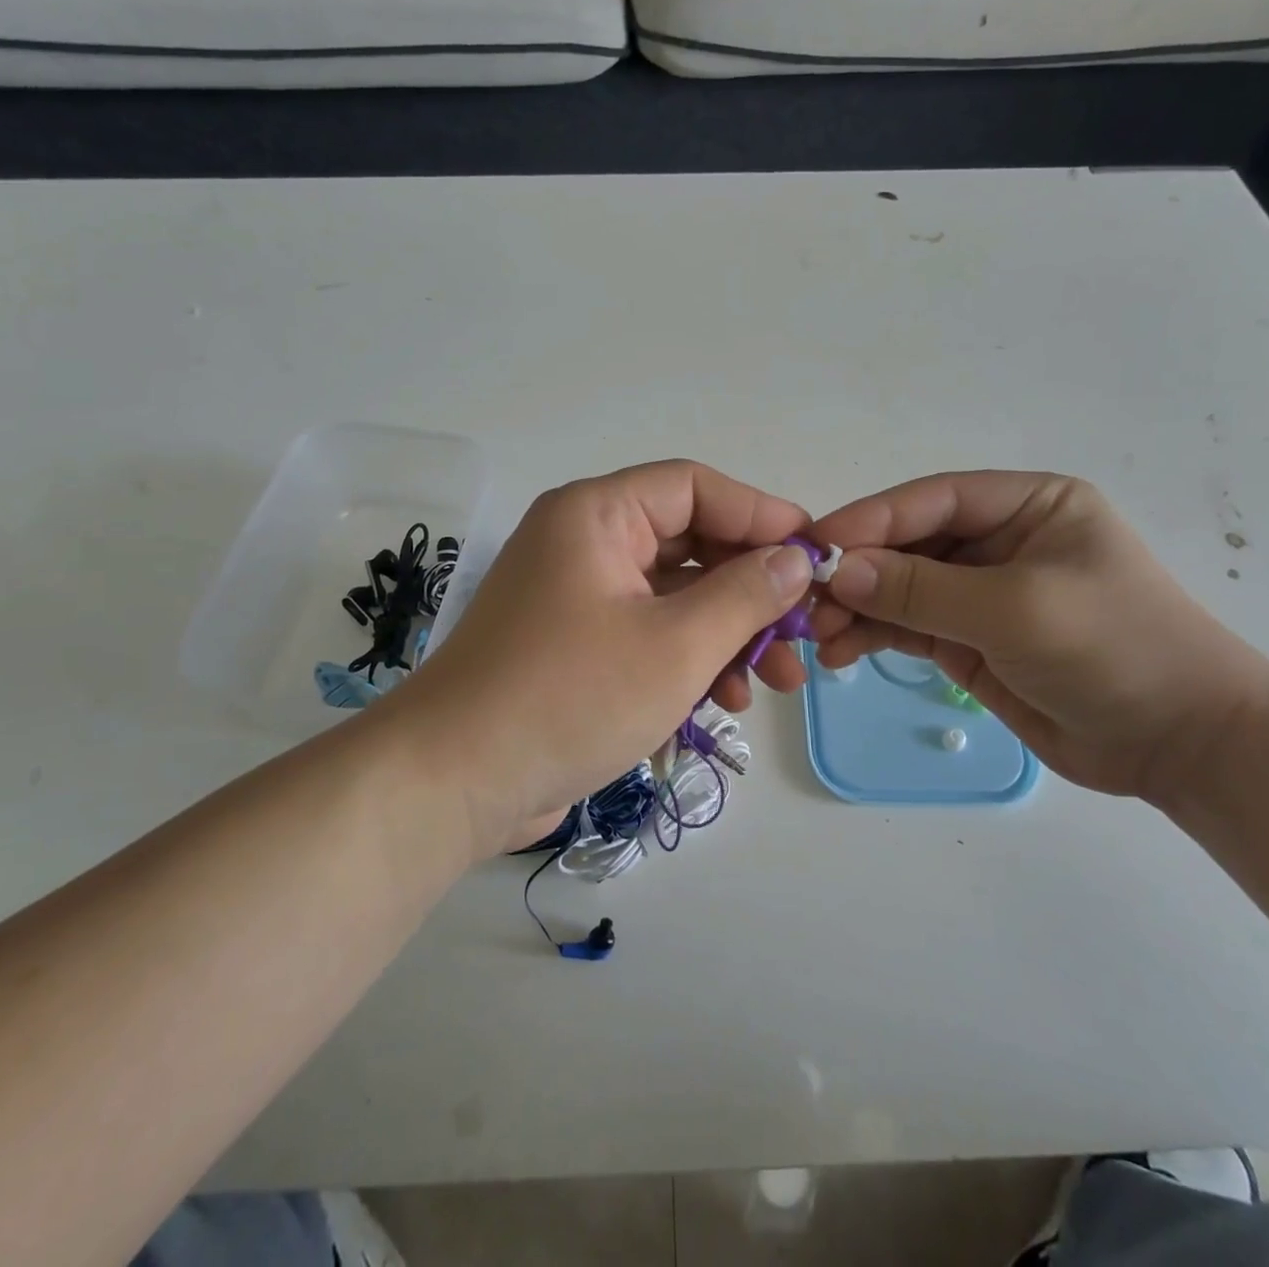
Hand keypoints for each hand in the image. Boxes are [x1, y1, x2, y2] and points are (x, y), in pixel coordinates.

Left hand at [391, 461, 814, 853]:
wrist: (454, 782)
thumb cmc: (570, 697)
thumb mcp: (676, 645)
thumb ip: (745, 594)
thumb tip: (796, 559)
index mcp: (598, 515)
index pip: (695, 488)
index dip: (760, 515)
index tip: (814, 554)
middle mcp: (585, 543)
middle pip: (689, 544)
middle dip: (751, 591)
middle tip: (802, 631)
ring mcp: (578, 597)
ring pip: (674, 597)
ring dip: (728, 634)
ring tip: (776, 682)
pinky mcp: (576, 647)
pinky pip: (648, 634)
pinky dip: (689, 659)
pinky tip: (725, 700)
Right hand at [809, 472, 1268, 800]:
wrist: (1180, 744)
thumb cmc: (1115, 650)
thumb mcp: (1017, 609)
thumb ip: (923, 590)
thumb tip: (839, 571)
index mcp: (1026, 505)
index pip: (932, 500)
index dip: (871, 519)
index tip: (815, 545)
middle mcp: (999, 541)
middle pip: (908, 544)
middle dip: (857, 571)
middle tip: (807, 602)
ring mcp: (980, 593)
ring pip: (899, 588)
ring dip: (857, 608)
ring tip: (818, 636)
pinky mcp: (967, 640)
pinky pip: (906, 627)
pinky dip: (871, 637)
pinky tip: (841, 653)